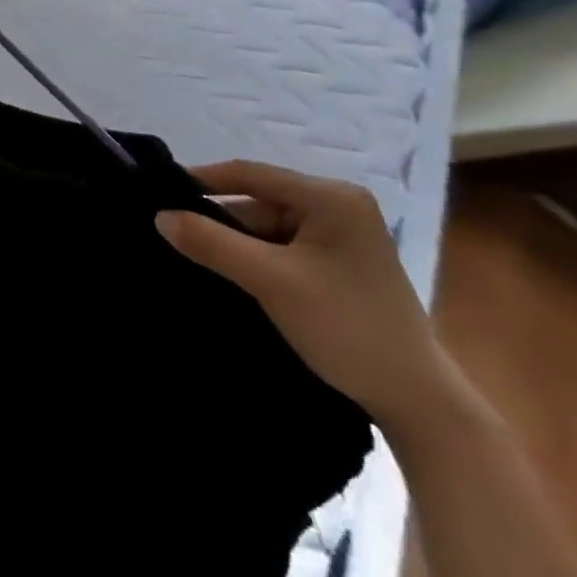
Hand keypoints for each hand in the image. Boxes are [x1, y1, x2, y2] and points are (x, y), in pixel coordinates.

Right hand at [155, 160, 461, 437]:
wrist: (417, 402)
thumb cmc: (346, 327)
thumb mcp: (270, 280)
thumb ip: (211, 243)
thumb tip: (158, 215)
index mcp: (332, 197)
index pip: (250, 173)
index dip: (202, 180)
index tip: (159, 193)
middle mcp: (339, 206)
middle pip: (258, 201)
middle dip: (218, 219)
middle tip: (172, 233)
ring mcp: (341, 236)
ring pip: (267, 226)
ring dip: (235, 242)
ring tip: (192, 255)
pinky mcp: (338, 263)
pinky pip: (281, 247)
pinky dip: (254, 258)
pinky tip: (228, 272)